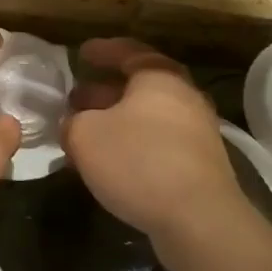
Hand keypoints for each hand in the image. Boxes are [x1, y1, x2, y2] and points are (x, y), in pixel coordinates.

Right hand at [62, 39, 260, 254]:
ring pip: (147, 117)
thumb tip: (73, 124)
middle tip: (75, 97)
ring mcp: (196, 132)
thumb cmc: (138, 162)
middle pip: (139, 86)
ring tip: (85, 132)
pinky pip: (157, 143)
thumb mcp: (85, 136)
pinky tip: (108, 163)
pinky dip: (131, 144)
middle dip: (104, 91)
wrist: (198, 220)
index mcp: (159, 78)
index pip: (129, 52)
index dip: (102, 51)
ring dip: (115, 121)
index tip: (80, 53)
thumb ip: (72, 122)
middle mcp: (183, 98)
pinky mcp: (199, 165)